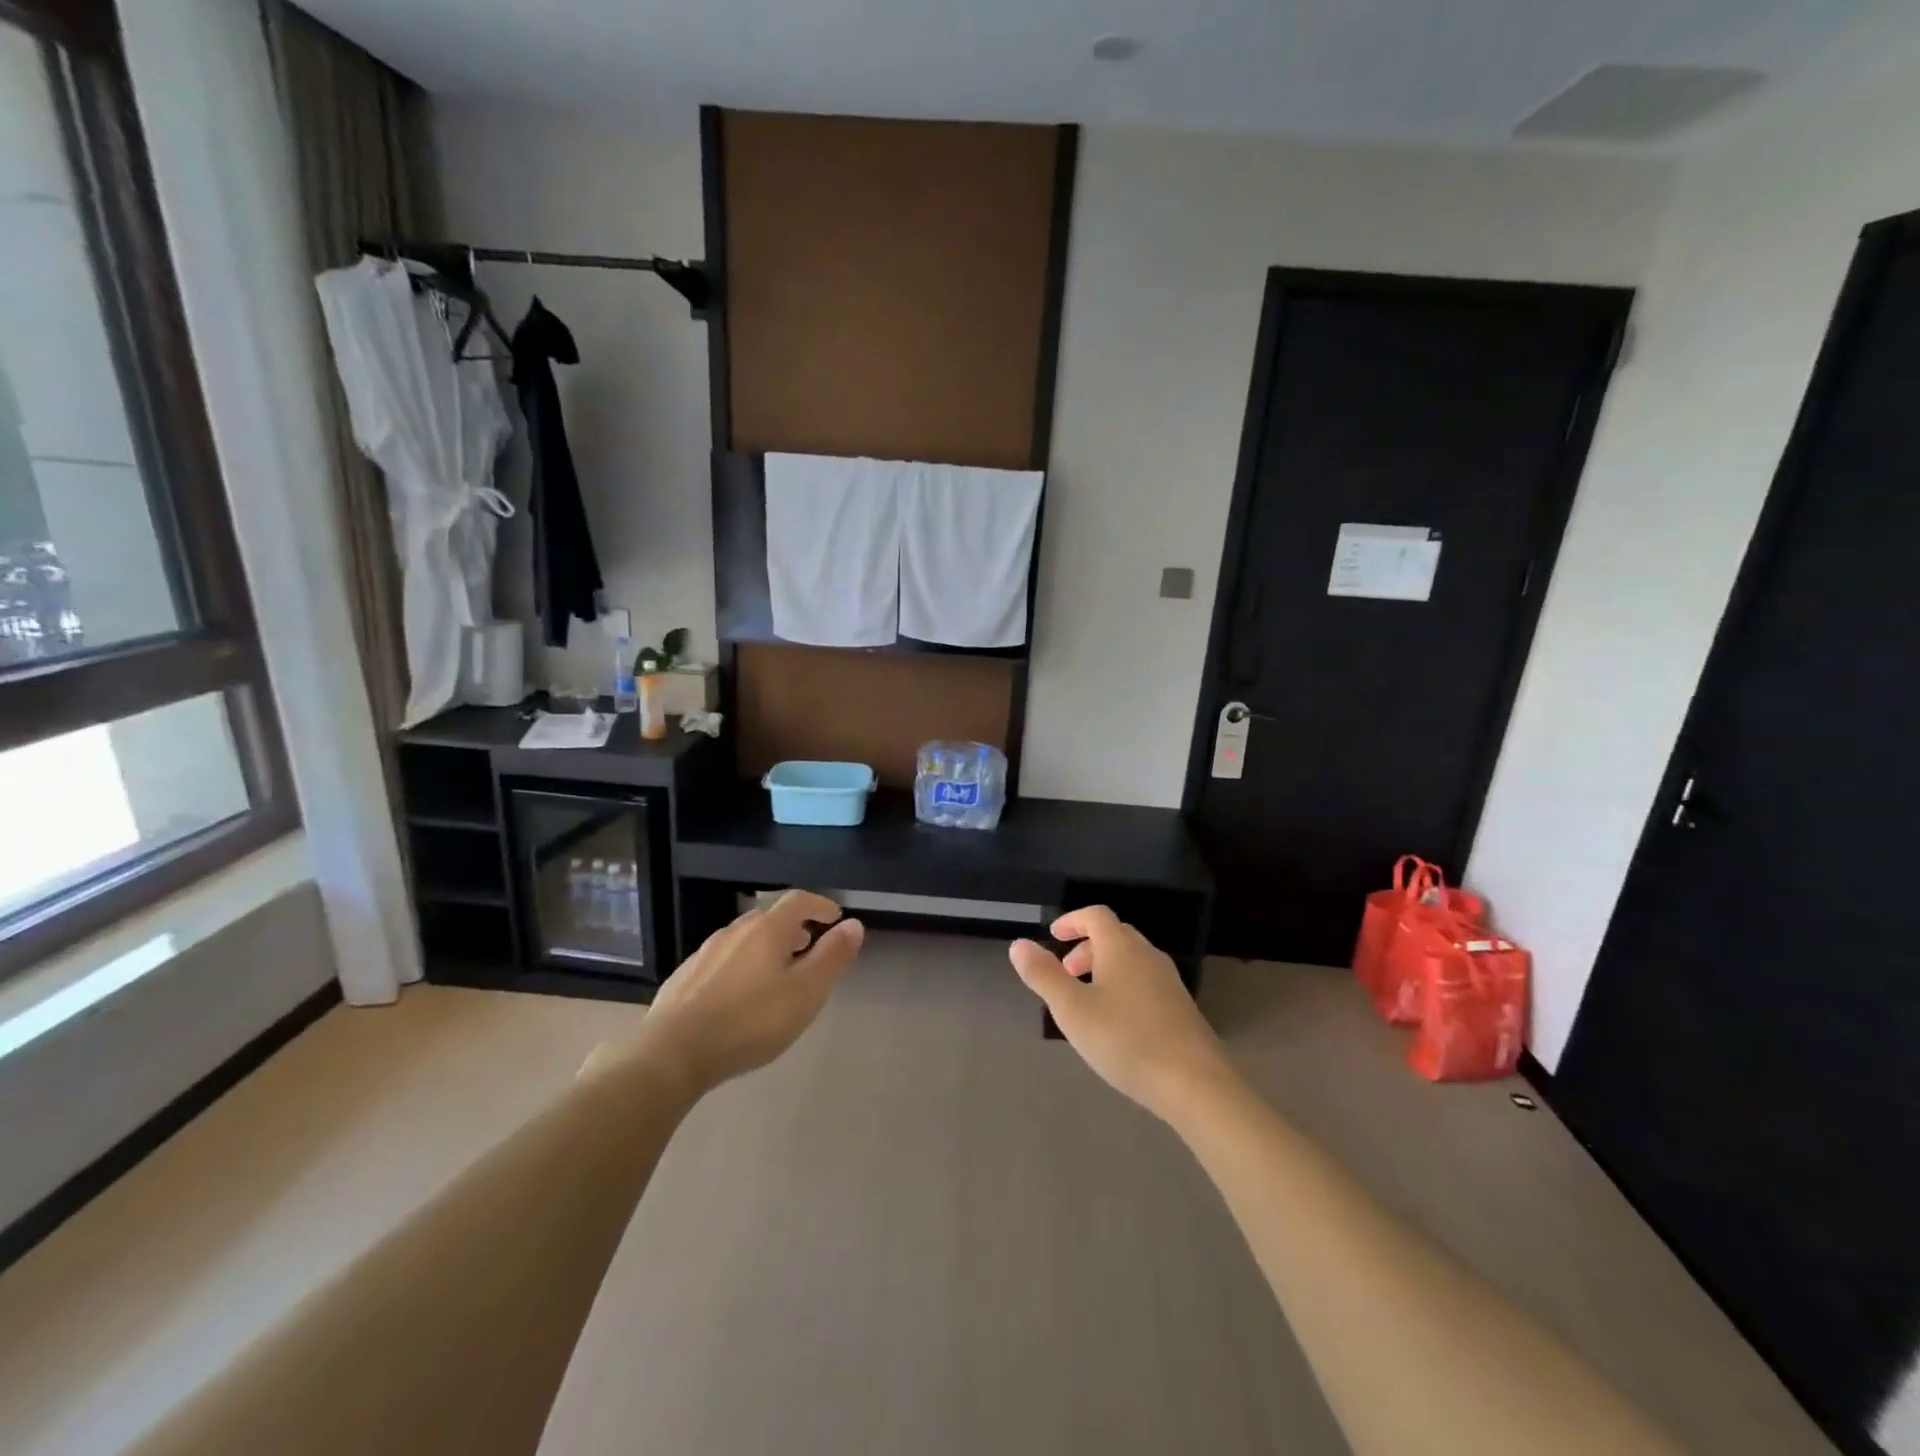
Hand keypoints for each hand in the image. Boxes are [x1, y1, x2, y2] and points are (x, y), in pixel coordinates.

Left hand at [632, 891, 863, 1097]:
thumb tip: (854, 924)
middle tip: (808, 946)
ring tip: (778, 972)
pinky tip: (740, 994)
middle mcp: (735, 931)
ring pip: (744, 938)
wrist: (672, 1053)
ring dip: (766, 946)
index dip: (820, 905)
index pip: (798, 900)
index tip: (834, 917)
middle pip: (770, 917)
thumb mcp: (805, 993)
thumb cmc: (750, 1021)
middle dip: (793, 927)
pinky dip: (741, 964)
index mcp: (767, 930)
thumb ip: (832, 957)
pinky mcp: (685, 977)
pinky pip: (722, 960)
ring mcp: (705, 953)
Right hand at [1009, 906, 1233, 1121]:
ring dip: (1104, 968)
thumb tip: (1018, 944)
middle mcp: (1148, 955)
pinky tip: (1116, 1023)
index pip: (1096, 915)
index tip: (1053, 935)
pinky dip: (1123, 986)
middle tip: (1066, 972)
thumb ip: (1044, 975)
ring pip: (1131, 960)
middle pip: (1115, 936)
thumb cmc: (1126, 1039)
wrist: (1195, 1083)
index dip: (1072, 920)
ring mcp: (1169, 981)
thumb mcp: (1073, 1010)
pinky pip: (1144, 982)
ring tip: (1086, 1000)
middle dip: (1086, 947)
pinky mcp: (1181, 1007)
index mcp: (1121, 947)